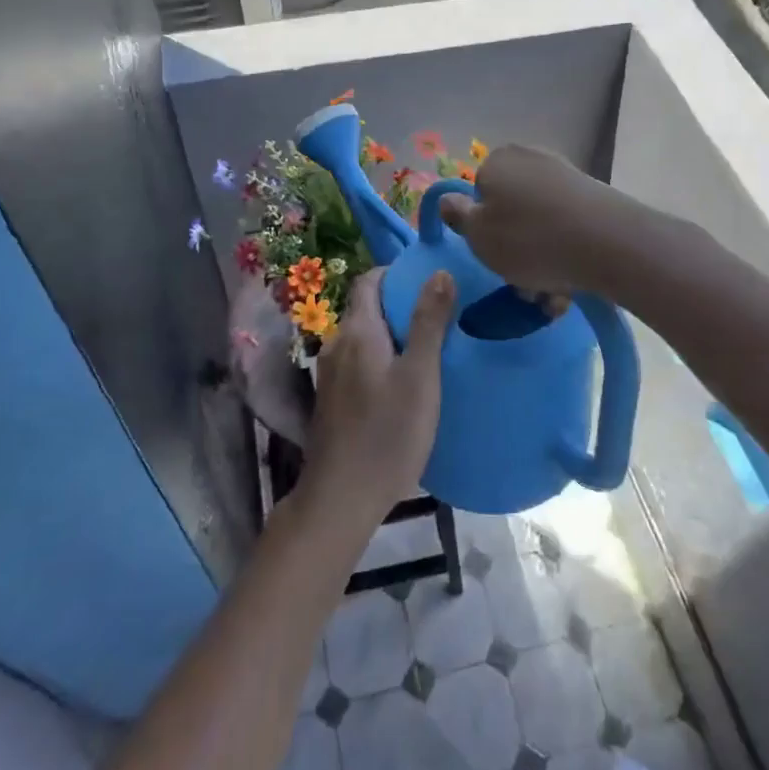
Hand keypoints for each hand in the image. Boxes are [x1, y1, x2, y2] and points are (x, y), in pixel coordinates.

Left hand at [304, 269, 452, 526]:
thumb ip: (429, 322)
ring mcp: (330, 374)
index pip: (368, 280)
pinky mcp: (331, 400)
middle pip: (366, 308)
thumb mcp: (420, 375)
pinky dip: (380, 359)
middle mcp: (337, 344)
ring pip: (363, 338)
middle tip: (438, 316)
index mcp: (357, 331)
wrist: (341, 498)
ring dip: (390, 335)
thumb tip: (439, 271)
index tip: (427, 280)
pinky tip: (403, 383)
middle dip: (398, 305)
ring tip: (426, 349)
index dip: (395, 273)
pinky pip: (358, 362)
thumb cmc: (388, 433)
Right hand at [437, 145, 630, 297]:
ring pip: (540, 224)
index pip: (478, 194)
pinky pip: (567, 228)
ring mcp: (565, 175)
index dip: (483, 228)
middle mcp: (530, 158)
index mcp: (496, 161)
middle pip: (511, 209)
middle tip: (522, 285)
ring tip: (551, 296)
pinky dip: (565, 253)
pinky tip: (572, 285)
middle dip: (514, 248)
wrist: (608, 243)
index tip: (493, 257)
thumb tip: (448, 199)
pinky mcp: (594, 196)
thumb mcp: (478, 236)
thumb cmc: (529, 240)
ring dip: (541, 259)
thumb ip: (458, 216)